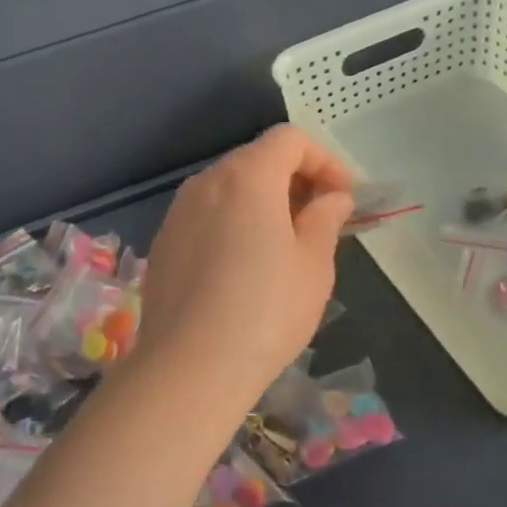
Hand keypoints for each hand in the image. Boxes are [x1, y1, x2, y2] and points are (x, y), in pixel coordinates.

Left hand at [137, 126, 353, 408]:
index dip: (324, 160)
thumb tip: (333, 197)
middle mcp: (207, 181)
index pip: (289, 139)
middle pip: (257, 158)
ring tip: (285, 243)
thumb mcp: (314, 264)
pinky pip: (207, 213)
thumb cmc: (266, 311)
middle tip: (319, 219)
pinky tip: (244, 265)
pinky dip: (234, 220)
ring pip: (230, 186)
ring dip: (263, 200)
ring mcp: (179, 211)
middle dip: (294, 179)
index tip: (342, 197)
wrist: (189, 367)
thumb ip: (326, 218)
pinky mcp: (164, 241)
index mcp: (248, 176)